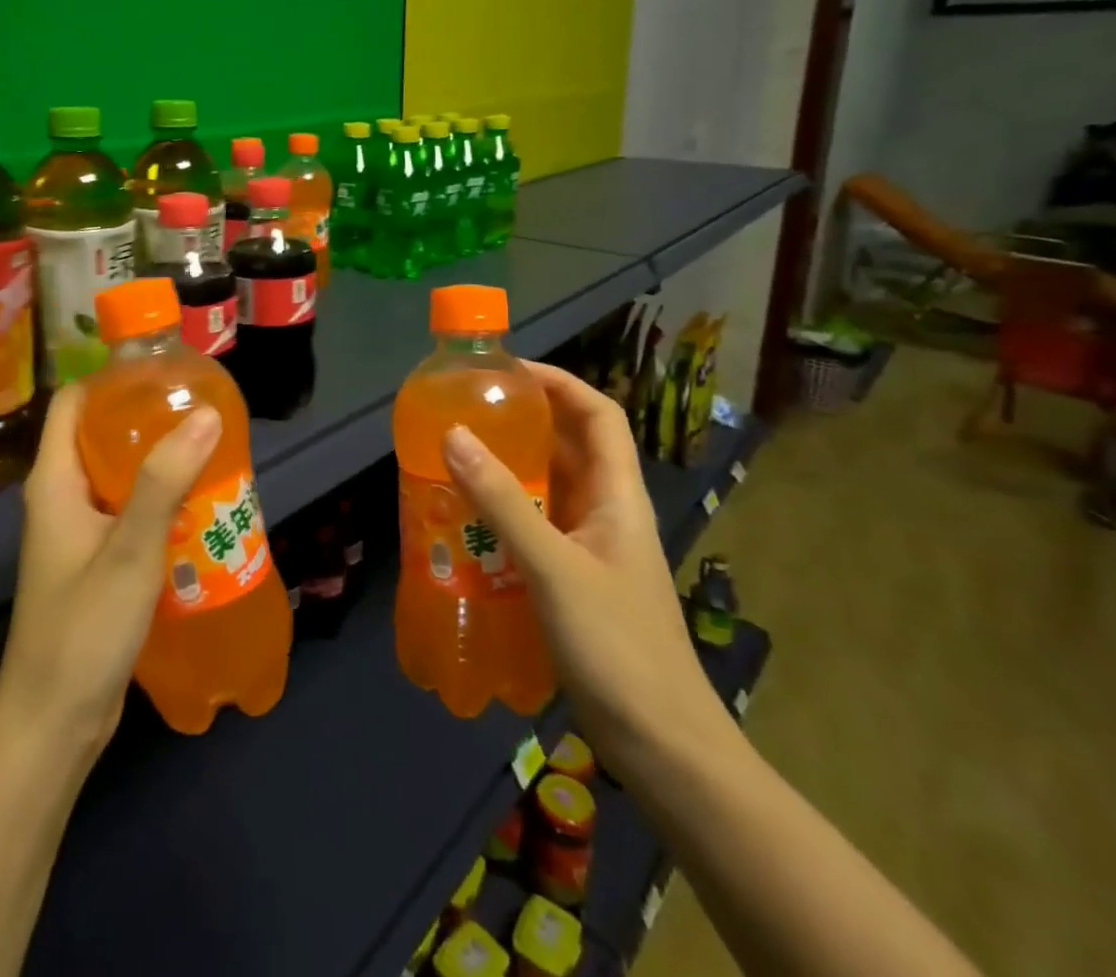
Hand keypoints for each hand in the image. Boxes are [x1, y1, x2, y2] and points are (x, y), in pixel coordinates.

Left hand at [0, 384, 222, 762]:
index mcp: (54, 481)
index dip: (111, 379)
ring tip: (209, 448)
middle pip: (99, 435)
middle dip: (146, 417)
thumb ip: (164, 481)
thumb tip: (206, 414)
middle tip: (200, 408)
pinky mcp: (95, 562)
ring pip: (118, 475)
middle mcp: (61, 498)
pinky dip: (158, 500)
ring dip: (158, 461)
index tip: (163, 371)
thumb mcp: (129, 551)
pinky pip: (127, 511)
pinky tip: (199, 505)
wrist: (54, 725)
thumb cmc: (83, 631)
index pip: (73, 403)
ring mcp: (77, 532)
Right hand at [442, 364, 731, 777]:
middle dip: (524, 420)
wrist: (662, 745)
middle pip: (570, 446)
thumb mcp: (553, 566)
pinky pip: (535, 527)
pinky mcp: (573, 580)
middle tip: (467, 410)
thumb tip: (453, 434)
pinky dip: (504, 512)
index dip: (560, 382)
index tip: (508, 371)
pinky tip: (467, 520)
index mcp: (618, 495)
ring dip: (509, 467)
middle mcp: (607, 511)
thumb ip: (502, 501)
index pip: (599, 415)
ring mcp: (590, 547)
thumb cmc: (617, 645)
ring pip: (549, 487)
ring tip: (456, 456)